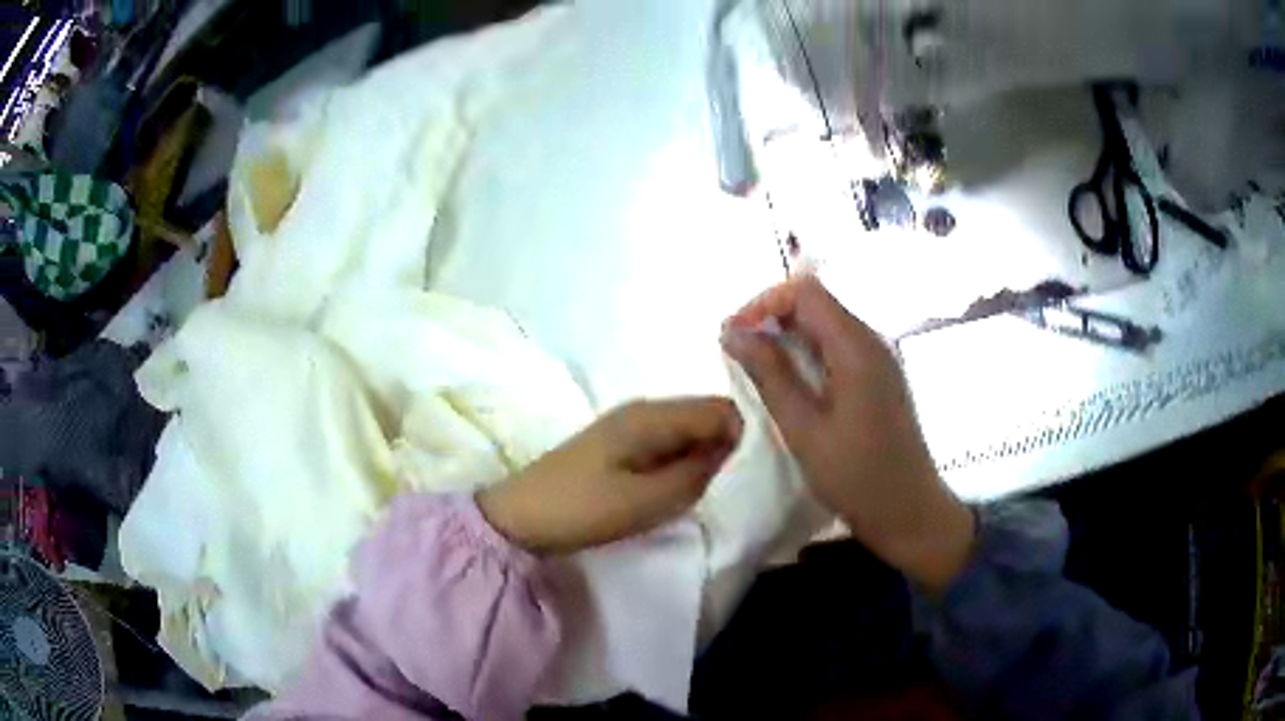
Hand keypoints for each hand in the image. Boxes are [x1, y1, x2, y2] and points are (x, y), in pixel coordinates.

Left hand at [477, 398, 741, 554]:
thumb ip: (696, 473)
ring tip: (712, 491)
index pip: (721, 409)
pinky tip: (680, 489)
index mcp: (652, 415)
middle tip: (736, 486)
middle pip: (706, 416)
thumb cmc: (581, 509)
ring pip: (687, 432)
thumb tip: (733, 450)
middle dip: (727, 447)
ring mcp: (629, 427)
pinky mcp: (619, 446)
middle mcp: (644, 410)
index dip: (745, 436)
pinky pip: (667, 445)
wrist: (518, 518)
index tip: (757, 472)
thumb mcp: (646, 500)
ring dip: (704, 457)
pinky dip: (682, 463)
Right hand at [721, 276, 973, 591]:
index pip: (805, 291)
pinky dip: (807, 358)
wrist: (909, 512)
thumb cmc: (857, 476)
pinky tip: (790, 388)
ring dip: (788, 340)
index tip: (733, 334)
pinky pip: (837, 350)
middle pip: (816, 304)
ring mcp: (878, 360)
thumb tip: (732, 332)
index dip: (763, 302)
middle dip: (772, 320)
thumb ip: (769, 375)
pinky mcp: (878, 380)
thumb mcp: (804, 429)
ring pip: (825, 327)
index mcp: (856, 346)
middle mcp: (871, 341)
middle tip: (738, 355)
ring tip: (756, 372)